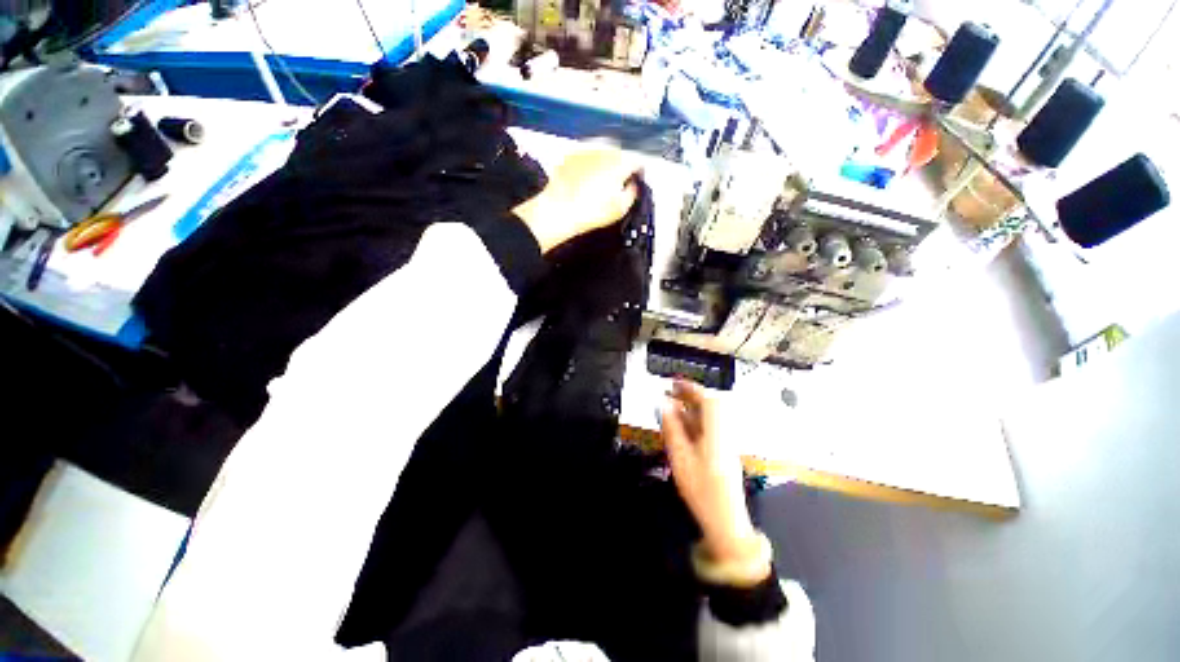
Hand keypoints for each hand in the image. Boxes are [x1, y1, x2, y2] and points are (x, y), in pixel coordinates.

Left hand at [513, 148, 639, 252]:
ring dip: (604, 164)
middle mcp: (605, 149)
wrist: (559, 210)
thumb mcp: (620, 209)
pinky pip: (586, 157)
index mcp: (621, 162)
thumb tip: (633, 185)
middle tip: (616, 184)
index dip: (637, 172)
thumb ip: (632, 193)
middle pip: (620, 154)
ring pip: (602, 153)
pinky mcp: (571, 154)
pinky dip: (588, 165)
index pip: (637, 161)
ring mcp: (586, 150)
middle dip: (621, 166)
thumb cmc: (592, 212)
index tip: (634, 181)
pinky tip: (584, 180)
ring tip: (599, 182)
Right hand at [661, 380, 766, 571]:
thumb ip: (672, 427)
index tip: (674, 383)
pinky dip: (695, 420)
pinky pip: (709, 427)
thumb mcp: (680, 457)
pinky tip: (682, 424)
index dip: (691, 388)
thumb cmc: (701, 489)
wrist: (725, 521)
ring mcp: (725, 442)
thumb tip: (664, 404)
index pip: (708, 400)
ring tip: (673, 404)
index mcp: (716, 432)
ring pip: (710, 416)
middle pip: (711, 405)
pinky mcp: (722, 451)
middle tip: (671, 391)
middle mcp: (724, 433)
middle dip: (691, 395)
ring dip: (692, 406)